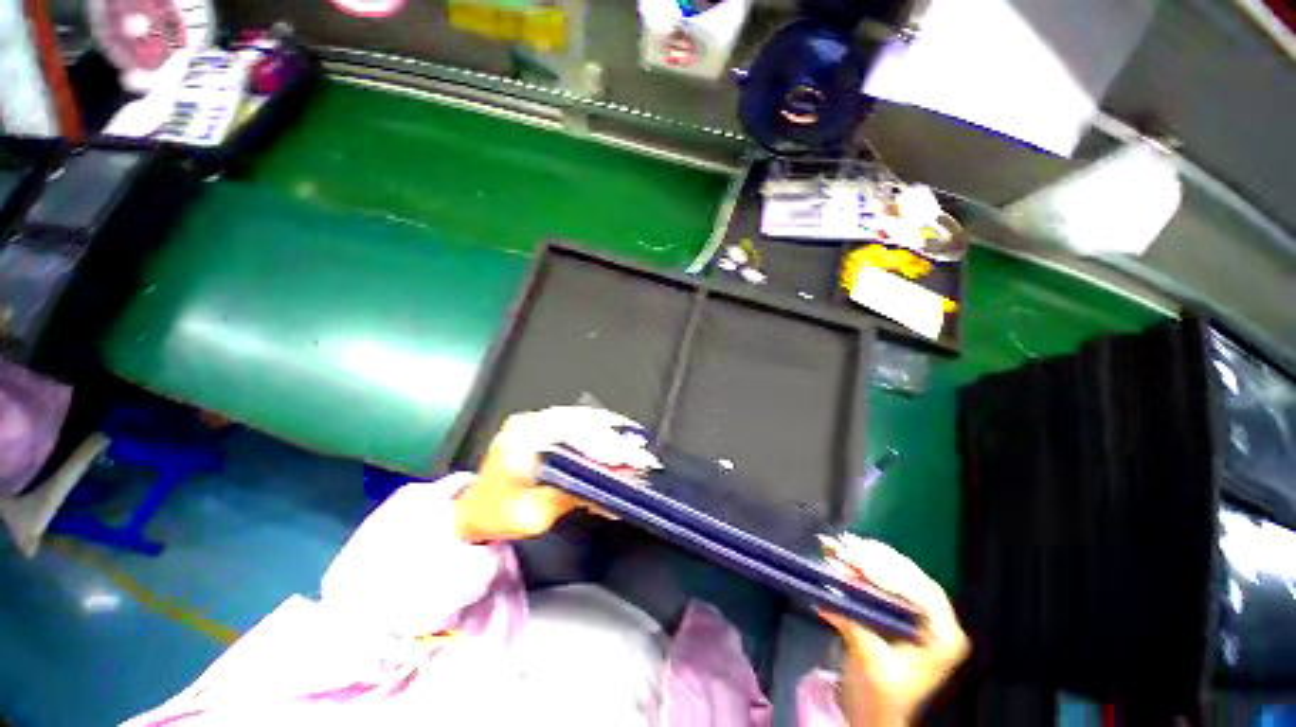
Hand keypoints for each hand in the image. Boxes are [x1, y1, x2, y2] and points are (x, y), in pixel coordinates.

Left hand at [453, 406, 658, 542]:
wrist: (471, 508)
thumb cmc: (497, 516)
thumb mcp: (534, 515)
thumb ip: (574, 496)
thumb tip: (612, 489)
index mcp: (521, 442)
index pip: (573, 438)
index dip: (606, 449)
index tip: (633, 461)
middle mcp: (529, 422)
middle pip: (581, 424)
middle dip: (615, 441)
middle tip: (642, 456)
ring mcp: (534, 418)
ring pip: (581, 417)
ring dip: (610, 430)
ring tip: (635, 443)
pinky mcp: (541, 422)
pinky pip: (575, 418)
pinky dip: (599, 426)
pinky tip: (615, 432)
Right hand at [817, 536, 969, 726]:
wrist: (874, 715)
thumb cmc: (879, 696)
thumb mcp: (868, 660)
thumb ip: (853, 622)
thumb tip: (828, 587)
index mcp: (944, 637)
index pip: (922, 592)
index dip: (889, 572)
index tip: (858, 558)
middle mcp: (938, 620)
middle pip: (909, 577)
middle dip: (874, 559)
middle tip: (844, 545)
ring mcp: (921, 614)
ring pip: (897, 574)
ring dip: (866, 557)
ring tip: (841, 543)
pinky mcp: (902, 610)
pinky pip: (885, 579)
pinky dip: (863, 565)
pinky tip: (846, 553)